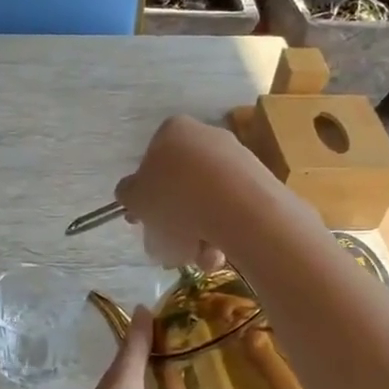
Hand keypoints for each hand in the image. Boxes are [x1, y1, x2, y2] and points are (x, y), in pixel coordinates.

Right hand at [113, 115, 260, 270]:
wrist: (239, 208)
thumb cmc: (177, 197)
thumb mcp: (136, 197)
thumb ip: (129, 194)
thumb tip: (132, 193)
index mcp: (173, 131)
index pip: (151, 160)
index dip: (145, 194)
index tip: (143, 220)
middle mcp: (205, 137)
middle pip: (180, 185)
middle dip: (171, 221)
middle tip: (165, 247)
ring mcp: (236, 159)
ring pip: (205, 203)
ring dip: (195, 234)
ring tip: (195, 257)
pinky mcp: (260, 183)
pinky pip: (230, 210)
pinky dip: (221, 233)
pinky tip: (217, 255)